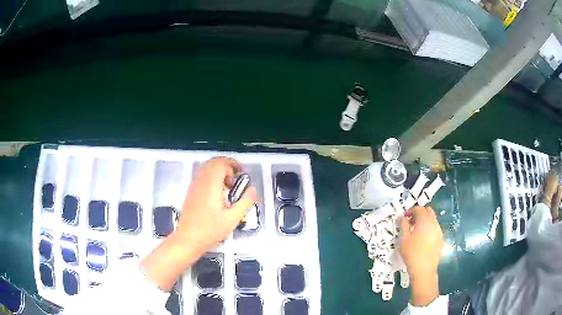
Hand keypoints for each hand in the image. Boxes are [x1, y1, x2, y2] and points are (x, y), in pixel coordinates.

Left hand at [140, 157, 257, 290]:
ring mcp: (194, 185)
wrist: (188, 239)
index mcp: (211, 185)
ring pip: (206, 167)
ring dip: (219, 171)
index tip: (241, 176)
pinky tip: (217, 193)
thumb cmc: (211, 230)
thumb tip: (252, 189)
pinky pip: (202, 175)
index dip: (233, 165)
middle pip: (213, 162)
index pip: (221, 163)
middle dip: (227, 166)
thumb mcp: (233, 219)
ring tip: (227, 186)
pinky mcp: (191, 191)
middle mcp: (201, 181)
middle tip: (236, 180)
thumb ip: (245, 202)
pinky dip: (211, 177)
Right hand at [398, 206, 442, 305]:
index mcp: (424, 220)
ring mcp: (439, 231)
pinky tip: (423, 240)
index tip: (404, 218)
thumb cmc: (412, 253)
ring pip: (432, 220)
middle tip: (410, 222)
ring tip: (415, 232)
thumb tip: (401, 217)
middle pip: (428, 211)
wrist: (424, 269)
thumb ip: (403, 225)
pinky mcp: (441, 239)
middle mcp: (434, 223)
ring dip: (424, 221)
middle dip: (419, 213)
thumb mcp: (403, 239)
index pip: (419, 208)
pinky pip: (435, 229)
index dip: (410, 211)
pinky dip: (429, 229)